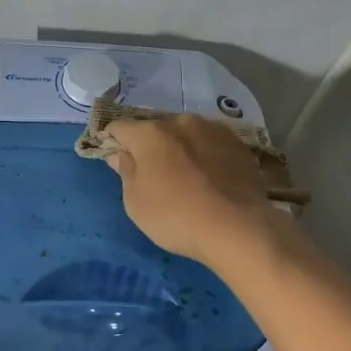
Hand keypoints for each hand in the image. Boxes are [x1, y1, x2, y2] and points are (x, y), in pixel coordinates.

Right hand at [101, 115, 277, 266]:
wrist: (237, 228)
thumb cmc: (176, 216)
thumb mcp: (135, 202)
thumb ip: (125, 171)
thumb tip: (121, 154)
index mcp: (150, 133)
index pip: (119, 127)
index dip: (112, 141)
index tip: (114, 158)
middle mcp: (182, 122)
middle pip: (156, 129)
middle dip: (150, 146)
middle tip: (154, 174)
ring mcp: (214, 130)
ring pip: (187, 134)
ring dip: (181, 148)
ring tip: (187, 177)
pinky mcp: (239, 144)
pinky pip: (211, 144)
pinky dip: (206, 155)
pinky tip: (211, 179)